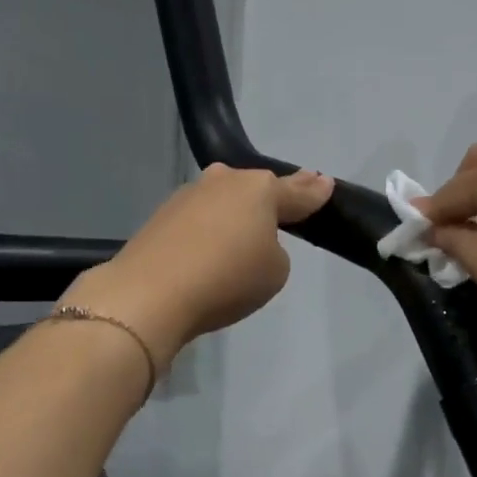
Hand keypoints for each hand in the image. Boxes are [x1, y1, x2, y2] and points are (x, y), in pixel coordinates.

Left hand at [62, 165, 332, 368]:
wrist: (151, 294)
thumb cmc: (227, 279)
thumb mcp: (274, 272)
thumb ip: (275, 251)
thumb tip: (252, 242)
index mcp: (259, 190)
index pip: (296, 191)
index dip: (314, 191)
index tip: (325, 183)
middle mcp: (223, 182)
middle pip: (255, 189)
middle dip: (270, 198)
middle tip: (284, 206)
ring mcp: (188, 196)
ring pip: (223, 202)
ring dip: (234, 216)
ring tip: (241, 240)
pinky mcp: (161, 217)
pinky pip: (199, 222)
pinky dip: (207, 234)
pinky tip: (207, 254)